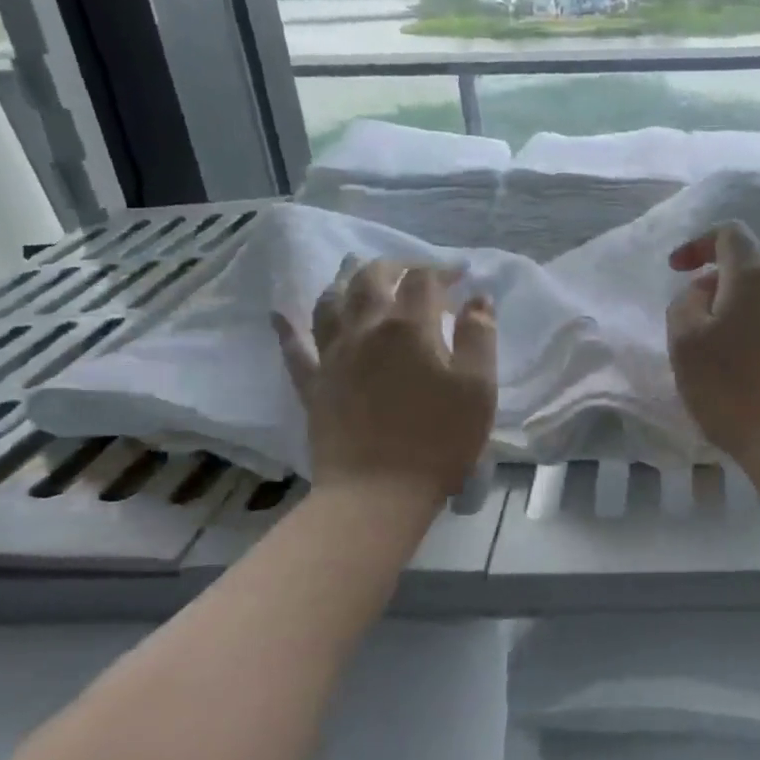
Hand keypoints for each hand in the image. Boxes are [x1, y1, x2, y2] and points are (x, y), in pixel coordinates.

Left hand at [274, 259, 496, 497]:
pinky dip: (286, 328)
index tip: (460, 277)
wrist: (378, 493)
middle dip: (394, 267)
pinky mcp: (313, 385)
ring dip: (344, 282)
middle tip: (413, 272)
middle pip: (371, 279)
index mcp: (409, 327)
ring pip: (330, 303)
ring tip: (355, 275)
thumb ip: (480, 337)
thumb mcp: (478, 387)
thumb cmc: (439, 439)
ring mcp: (333, 356)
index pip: (423, 281)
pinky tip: (279, 315)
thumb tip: (478, 299)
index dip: (443, 271)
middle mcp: (366, 330)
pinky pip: (294, 349)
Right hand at [666, 222, 759, 473]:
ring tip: (719, 355)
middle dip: (716, 288)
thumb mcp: (685, 342)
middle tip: (693, 327)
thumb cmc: (734, 389)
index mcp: (757, 276)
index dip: (698, 244)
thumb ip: (686, 302)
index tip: (677, 271)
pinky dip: (759, 334)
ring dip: (738, 314)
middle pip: (748, 269)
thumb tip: (706, 291)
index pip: (729, 234)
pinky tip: (749, 372)